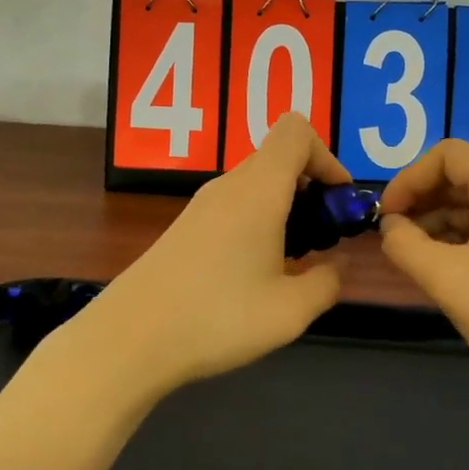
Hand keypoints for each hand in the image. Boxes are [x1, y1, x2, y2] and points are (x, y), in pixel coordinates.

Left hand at [84, 113, 350, 394]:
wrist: (130, 338)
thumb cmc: (218, 317)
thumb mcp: (290, 311)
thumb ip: (327, 282)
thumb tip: (338, 264)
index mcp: (258, 189)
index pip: (296, 131)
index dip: (327, 157)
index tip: (338, 203)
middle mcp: (229, 185)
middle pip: (278, 157)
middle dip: (311, 188)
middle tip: (323, 238)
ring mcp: (203, 205)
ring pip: (257, 183)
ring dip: (285, 208)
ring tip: (293, 262)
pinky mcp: (186, 227)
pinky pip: (235, 205)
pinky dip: (259, 222)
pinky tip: (256, 273)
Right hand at [377, 139, 468, 396]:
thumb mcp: (448, 281)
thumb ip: (405, 245)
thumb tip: (388, 226)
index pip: (448, 155)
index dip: (409, 178)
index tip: (385, 216)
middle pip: (463, 174)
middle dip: (422, 198)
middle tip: (394, 235)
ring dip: (439, 219)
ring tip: (415, 255)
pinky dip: (463, 235)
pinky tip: (446, 266)